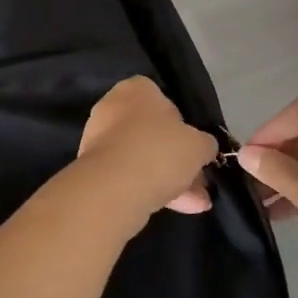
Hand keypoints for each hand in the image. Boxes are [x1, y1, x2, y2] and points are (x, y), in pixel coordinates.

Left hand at [77, 76, 218, 221]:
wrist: (114, 187)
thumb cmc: (160, 151)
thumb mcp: (198, 145)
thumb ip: (204, 143)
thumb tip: (203, 147)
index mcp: (136, 89)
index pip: (163, 100)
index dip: (182, 125)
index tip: (194, 147)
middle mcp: (113, 106)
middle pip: (153, 133)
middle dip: (178, 160)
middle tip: (199, 182)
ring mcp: (99, 137)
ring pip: (142, 157)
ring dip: (169, 179)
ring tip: (195, 205)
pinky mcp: (92, 167)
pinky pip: (128, 174)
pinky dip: (149, 188)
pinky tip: (175, 208)